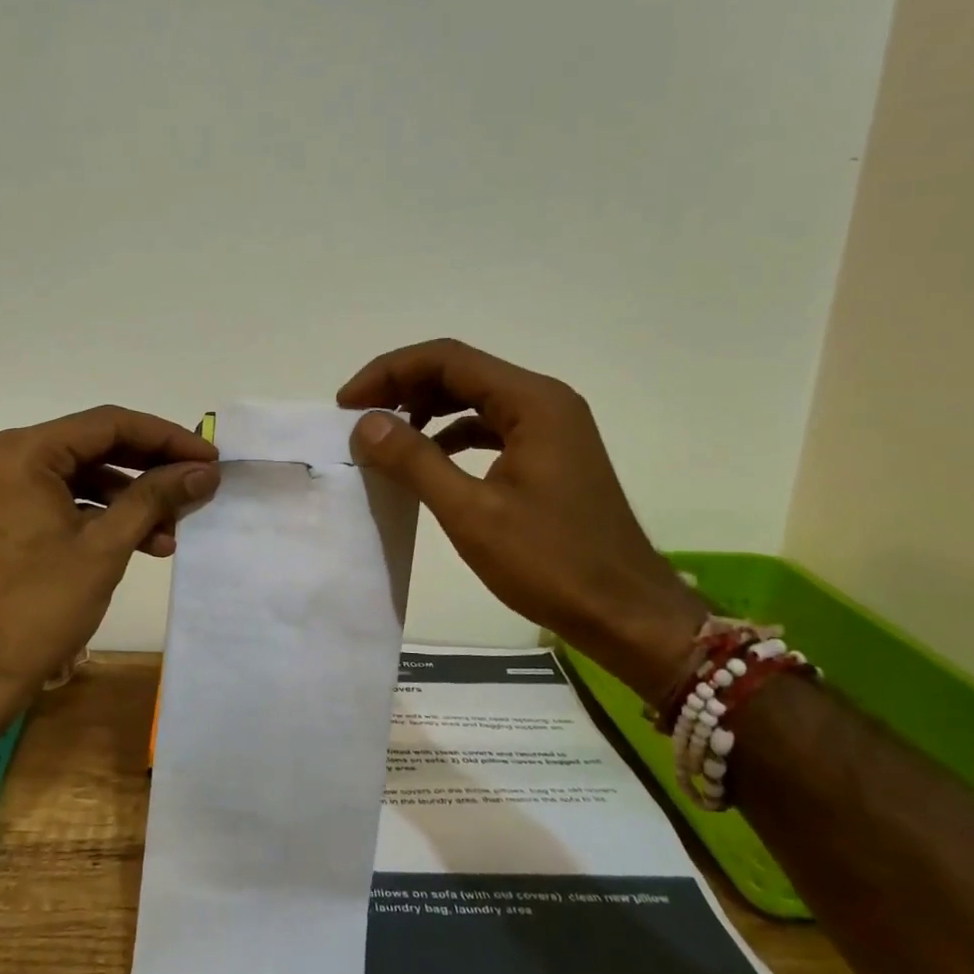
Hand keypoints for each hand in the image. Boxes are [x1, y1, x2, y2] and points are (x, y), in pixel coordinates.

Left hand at [0, 406, 218, 741]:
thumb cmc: (38, 609)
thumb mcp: (105, 547)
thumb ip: (155, 498)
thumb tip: (204, 471)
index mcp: (18, 452)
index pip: (107, 424)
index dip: (165, 438)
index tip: (208, 457)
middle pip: (90, 446)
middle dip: (148, 470)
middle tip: (195, 486)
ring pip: (74, 475)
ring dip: (125, 499)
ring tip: (171, 531)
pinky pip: (52, 498)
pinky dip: (93, 514)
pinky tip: (137, 541)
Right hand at [338, 339, 704, 702]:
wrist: (626, 613)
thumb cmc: (552, 563)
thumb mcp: (471, 513)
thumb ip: (415, 460)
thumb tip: (365, 424)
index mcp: (533, 401)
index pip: (447, 359)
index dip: (389, 372)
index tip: (348, 403)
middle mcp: (545, 401)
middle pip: (460, 372)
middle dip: (403, 387)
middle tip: (357, 418)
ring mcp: (551, 428)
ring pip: (474, 398)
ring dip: (426, 409)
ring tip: (384, 435)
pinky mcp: (549, 455)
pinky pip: (490, 427)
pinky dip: (451, 434)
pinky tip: (427, 459)